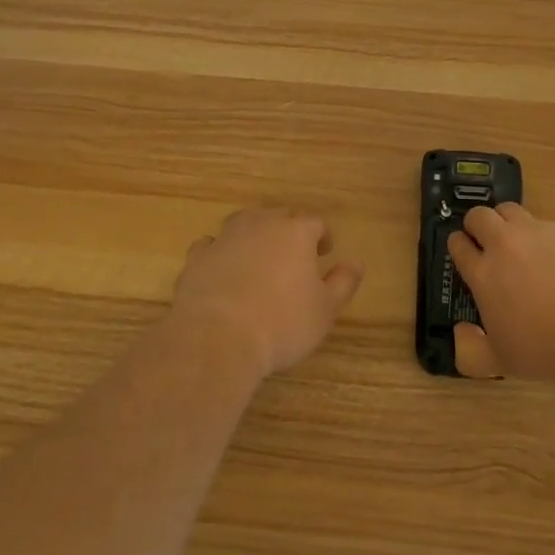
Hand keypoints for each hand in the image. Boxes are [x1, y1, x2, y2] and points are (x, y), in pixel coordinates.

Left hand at [169, 206, 363, 378]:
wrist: (216, 338)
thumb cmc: (281, 323)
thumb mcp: (325, 310)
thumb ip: (343, 282)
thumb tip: (356, 262)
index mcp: (296, 232)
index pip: (315, 222)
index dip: (322, 236)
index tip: (324, 252)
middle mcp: (261, 225)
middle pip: (279, 215)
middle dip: (289, 230)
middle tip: (294, 254)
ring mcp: (226, 238)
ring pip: (244, 222)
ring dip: (253, 234)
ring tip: (258, 256)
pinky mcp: (197, 257)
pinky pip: (211, 245)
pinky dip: (219, 252)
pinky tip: (222, 270)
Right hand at [448, 202, 554, 385]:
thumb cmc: (547, 351)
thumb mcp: (500, 363)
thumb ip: (471, 350)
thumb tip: (461, 330)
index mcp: (485, 273)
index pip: (458, 243)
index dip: (458, 245)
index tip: (463, 253)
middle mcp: (506, 244)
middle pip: (479, 215)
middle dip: (476, 225)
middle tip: (486, 242)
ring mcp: (539, 232)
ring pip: (511, 210)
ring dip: (507, 222)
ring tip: (519, 244)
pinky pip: (548, 225)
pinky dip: (545, 237)